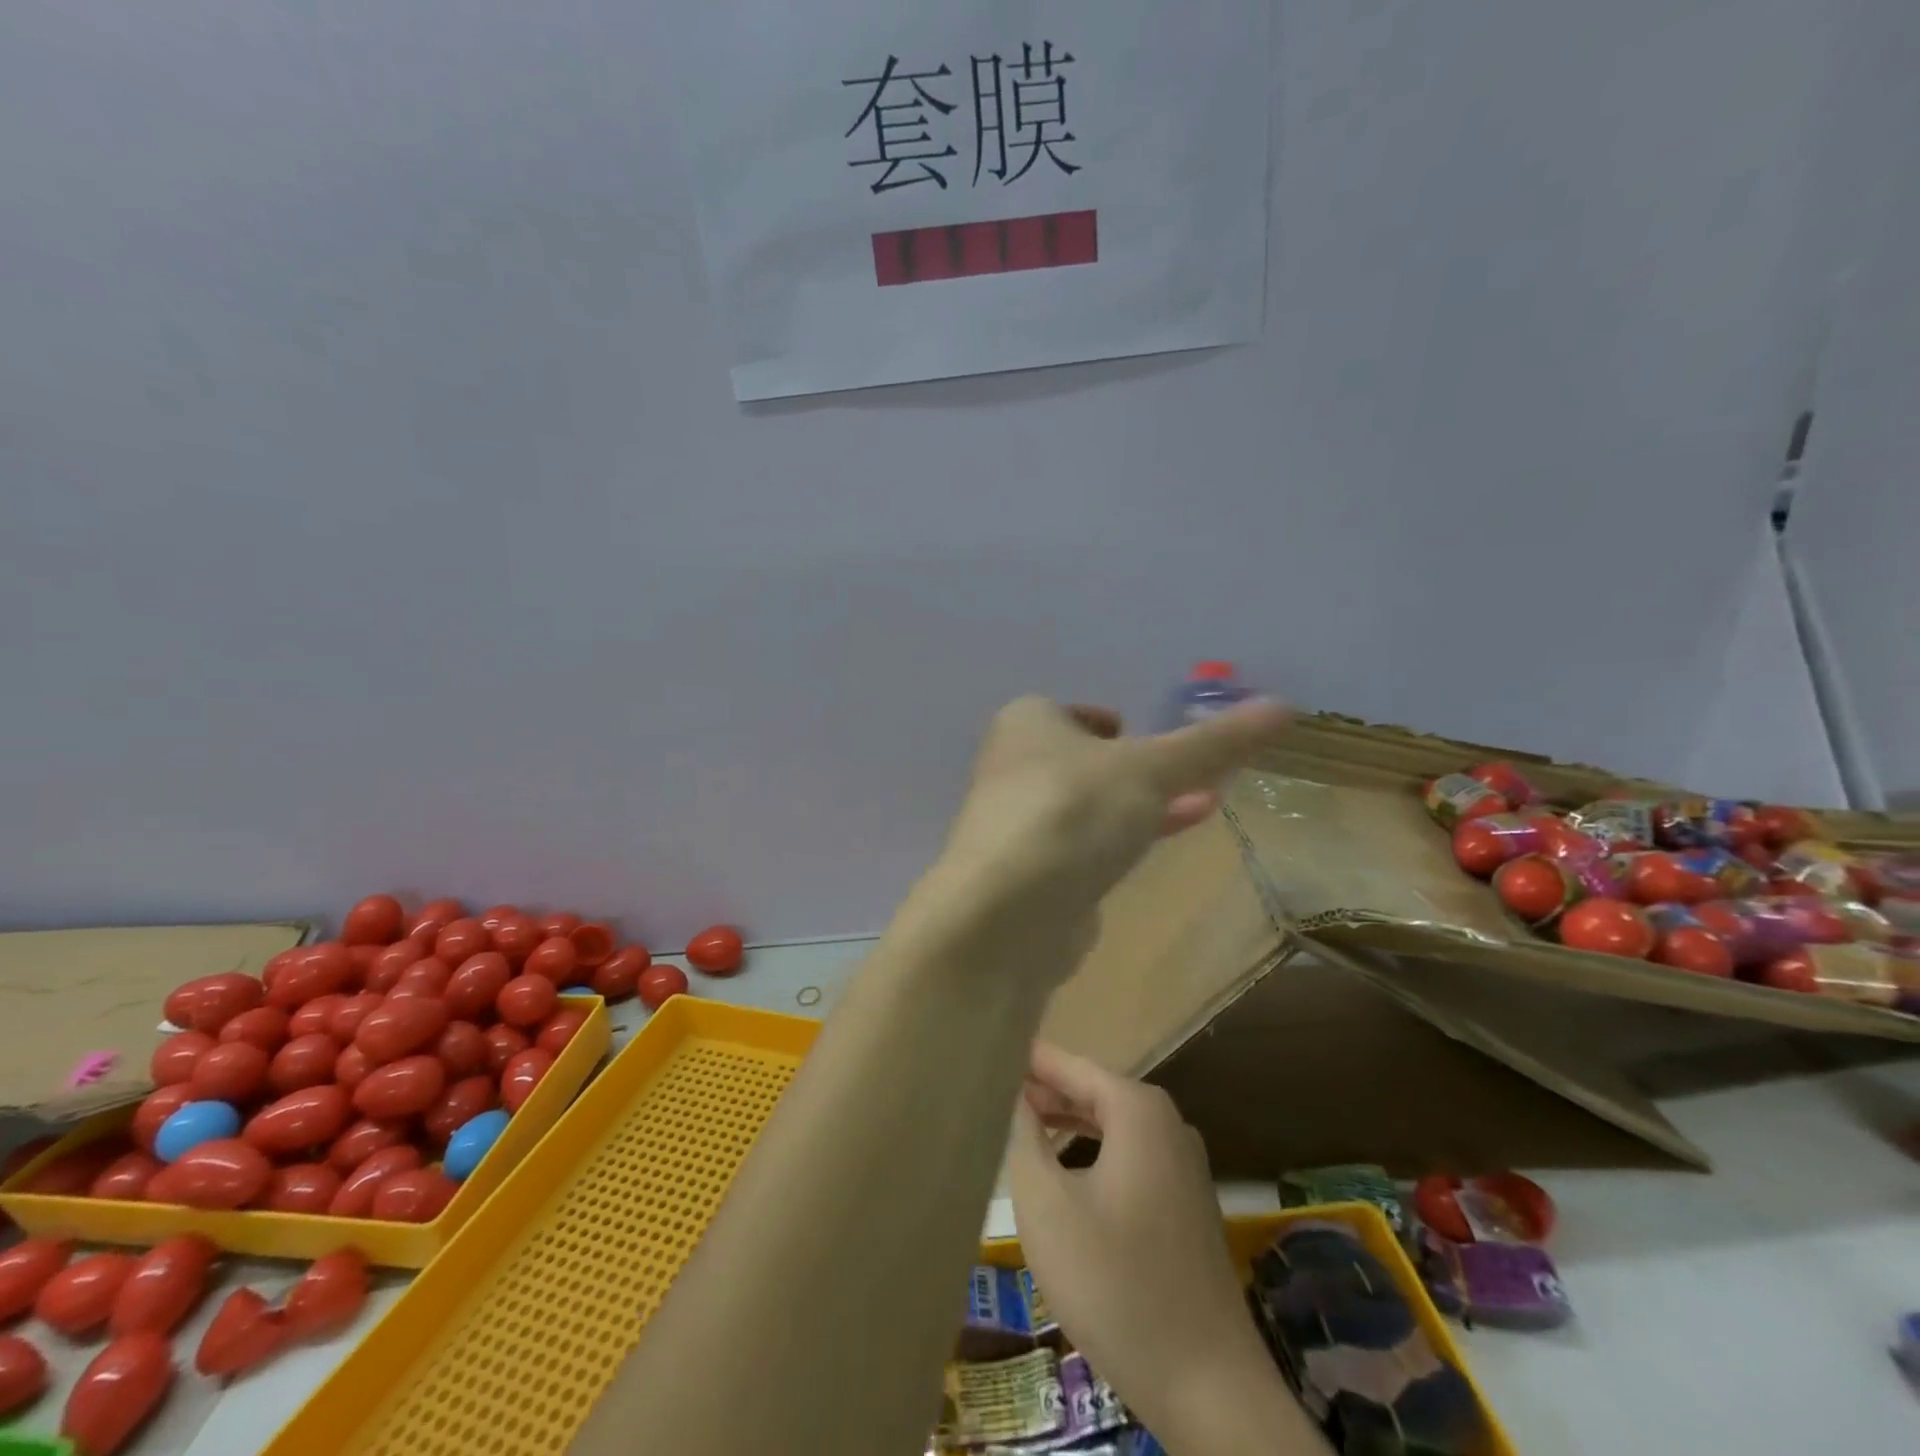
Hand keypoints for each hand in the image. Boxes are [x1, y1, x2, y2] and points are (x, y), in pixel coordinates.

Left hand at [927, 696, 1289, 984]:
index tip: (1141, 733)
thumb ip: (1215, 742)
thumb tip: (1284, 705)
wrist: (1007, 913)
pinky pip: (1081, 850)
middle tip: (1190, 773)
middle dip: (1135, 769)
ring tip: (1202, 804)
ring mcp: (1017, 826)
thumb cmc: (1073, 812)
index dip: (1106, 722)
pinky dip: (1118, 846)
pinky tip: (1153, 855)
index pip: (1068, 712)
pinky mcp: (1027, 877)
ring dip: (1136, 807)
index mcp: (1027, 723)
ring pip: (1086, 808)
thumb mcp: (1152, 769)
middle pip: (1082, 761)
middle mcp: (1013, 768)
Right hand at [1008, 1044, 1286, 1447]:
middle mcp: (1168, 1125)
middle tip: (998, 1089)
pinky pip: (1130, 1156)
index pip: (1073, 1066)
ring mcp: (1184, 1166)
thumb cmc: (1115, 1282)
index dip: (1032, 1061)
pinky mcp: (1187, 1204)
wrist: (1207, 1385)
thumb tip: (1014, 1095)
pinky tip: (1066, 1172)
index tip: (995, 1051)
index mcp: (1139, 1111)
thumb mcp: (1047, 1205)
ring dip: (1069, 1122)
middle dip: (1048, 1090)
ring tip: (1023, 1123)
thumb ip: (1024, 1137)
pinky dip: (1093, 1151)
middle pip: (1095, 1092)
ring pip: (1113, 1126)